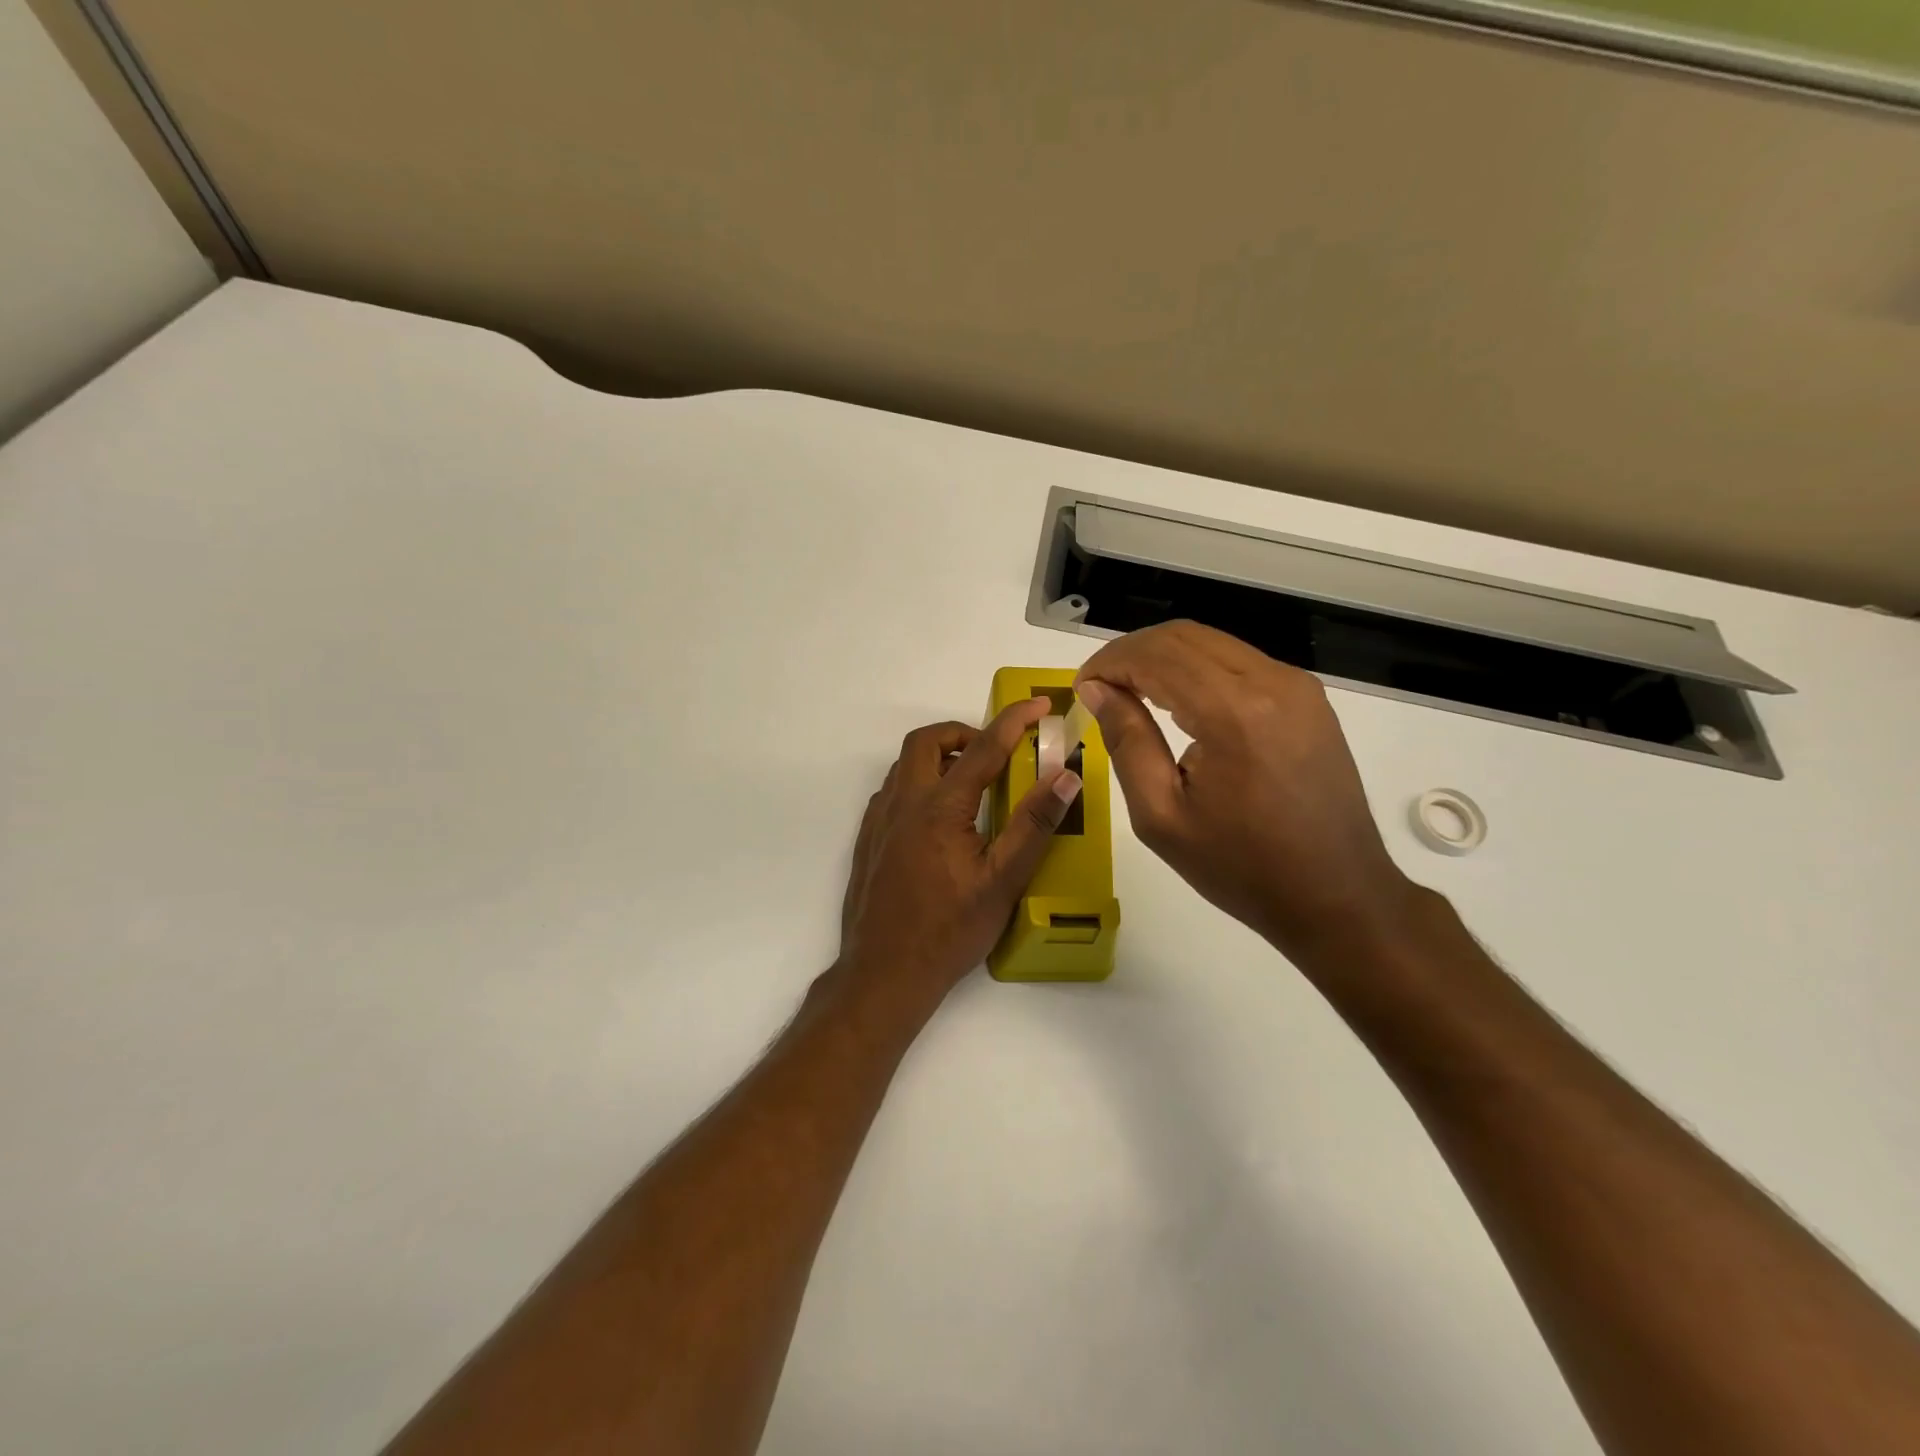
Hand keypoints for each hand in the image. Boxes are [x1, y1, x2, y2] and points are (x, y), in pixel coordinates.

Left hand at [836, 699, 1082, 1013]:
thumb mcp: (1002, 882)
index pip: (983, 749)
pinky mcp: (868, 840)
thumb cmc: (949, 931)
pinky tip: (939, 819)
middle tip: (994, 753)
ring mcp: (879, 821)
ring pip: (905, 765)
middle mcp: (903, 803)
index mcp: (940, 808)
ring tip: (971, 784)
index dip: (1013, 721)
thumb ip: (1034, 825)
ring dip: (938, 758)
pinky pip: (892, 791)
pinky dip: (918, 784)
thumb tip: (1065, 777)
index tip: (1038, 705)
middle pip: (927, 742)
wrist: (884, 973)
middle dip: (962, 733)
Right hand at [1074, 621, 1419, 970]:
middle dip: (1131, 653)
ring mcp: (1297, 686)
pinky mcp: (1308, 698)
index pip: (1156, 656)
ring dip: (1163, 658)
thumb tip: (1097, 690)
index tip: (1081, 689)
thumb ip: (1126, 742)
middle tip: (1099, 688)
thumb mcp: (1162, 815)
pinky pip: (1239, 662)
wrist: (1336, 895)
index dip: (1109, 663)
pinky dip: (1197, 669)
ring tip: (1130, 693)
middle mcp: (1271, 682)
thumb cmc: (1240, 867)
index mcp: (1233, 713)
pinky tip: (1178, 702)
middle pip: (1183, 636)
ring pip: (1212, 643)